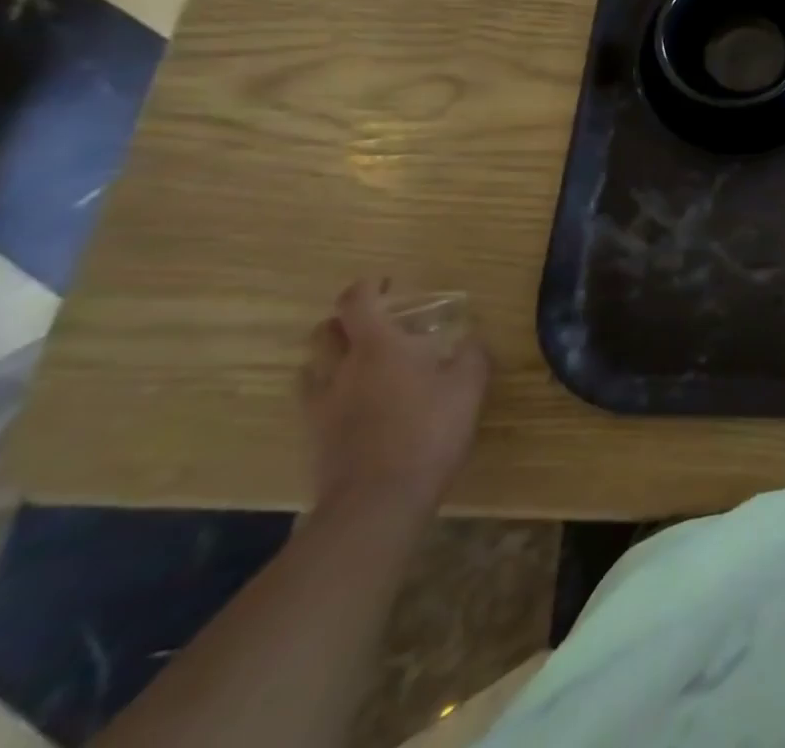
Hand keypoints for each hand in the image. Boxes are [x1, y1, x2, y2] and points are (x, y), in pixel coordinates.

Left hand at [300, 279, 488, 515]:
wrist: (378, 501)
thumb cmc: (429, 430)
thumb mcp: (469, 385)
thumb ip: (471, 354)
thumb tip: (471, 338)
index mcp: (378, 346)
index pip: (357, 301)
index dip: (368, 286)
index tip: (387, 282)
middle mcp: (342, 369)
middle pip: (324, 331)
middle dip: (345, 320)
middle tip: (375, 323)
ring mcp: (322, 406)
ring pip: (312, 366)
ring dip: (332, 355)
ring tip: (361, 362)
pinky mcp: (315, 439)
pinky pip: (313, 401)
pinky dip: (330, 390)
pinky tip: (355, 402)